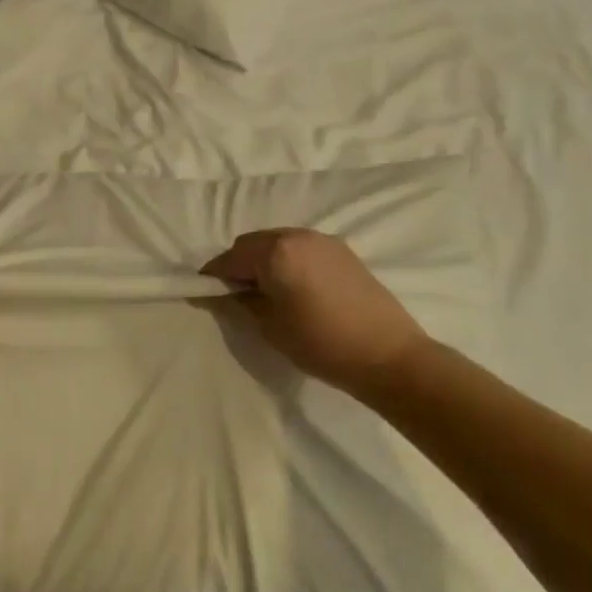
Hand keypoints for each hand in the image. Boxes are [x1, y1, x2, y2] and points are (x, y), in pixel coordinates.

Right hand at [202, 228, 427, 390]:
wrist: (388, 355)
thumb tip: (217, 293)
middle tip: (235, 296)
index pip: (229, 258)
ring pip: (277, 242)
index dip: (212, 276)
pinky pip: (300, 248)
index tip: (202, 294)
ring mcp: (322, 240)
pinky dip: (287, 261)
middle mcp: (296, 235)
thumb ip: (238, 302)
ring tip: (266, 293)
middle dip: (238, 265)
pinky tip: (293, 288)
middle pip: (252, 244)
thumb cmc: (320, 343)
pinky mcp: (342, 251)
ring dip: (263, 261)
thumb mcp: (268, 326)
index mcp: (274, 251)